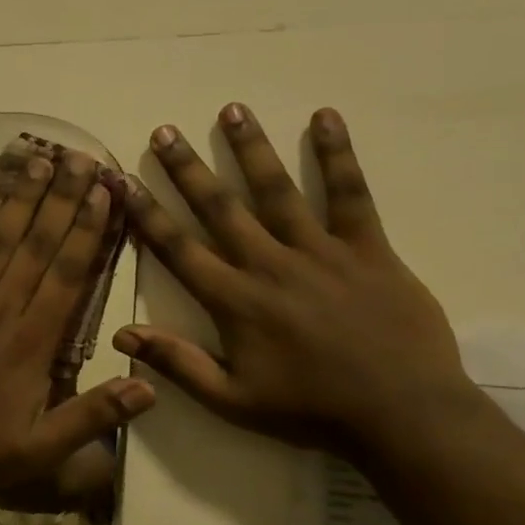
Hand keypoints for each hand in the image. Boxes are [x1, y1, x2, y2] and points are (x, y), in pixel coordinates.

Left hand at [0, 149, 155, 500]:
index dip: (87, 232)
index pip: (66, 276)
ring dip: (20, 200)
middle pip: (36, 246)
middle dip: (62, 200)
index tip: (105, 194)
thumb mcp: (40, 451)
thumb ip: (92, 417)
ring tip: (40, 161)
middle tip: (82, 158)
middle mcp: (0, 311)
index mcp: (31, 344)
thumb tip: (150, 387)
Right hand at [116, 105, 469, 452]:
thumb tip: (122, 334)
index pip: (179, 249)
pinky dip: (337, 155)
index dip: (148, 215)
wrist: (402, 414)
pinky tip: (324, 118)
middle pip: (220, 208)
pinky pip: (350, 194)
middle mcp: (269, 265)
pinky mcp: (368, 248)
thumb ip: (177, 363)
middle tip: (164, 132)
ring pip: (277, 190)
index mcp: (235, 301)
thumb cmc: (310, 410)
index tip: (125, 183)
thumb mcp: (232, 400)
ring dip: (251, 149)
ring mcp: (321, 252)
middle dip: (187, 169)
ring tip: (230, 110)